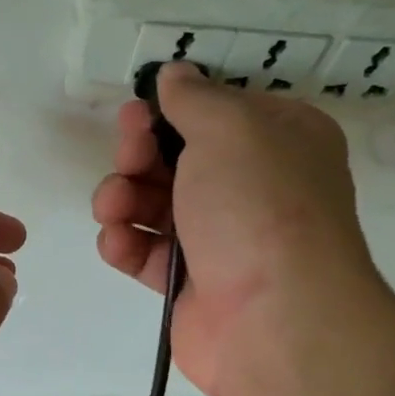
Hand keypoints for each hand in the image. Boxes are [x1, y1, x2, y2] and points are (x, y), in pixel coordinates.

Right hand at [91, 64, 382, 395]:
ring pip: (156, 205)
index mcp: (281, 142)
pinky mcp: (191, 284)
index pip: (219, 112)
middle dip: (140, 153)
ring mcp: (222, 239)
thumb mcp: (231, 129)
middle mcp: (254, 188)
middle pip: (178, 158)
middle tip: (129, 157)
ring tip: (113, 206)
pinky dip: (126, 243)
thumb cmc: (259, 207)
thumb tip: (175, 75)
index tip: (140, 112)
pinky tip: (117, 241)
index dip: (174, 110)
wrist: (275, 320)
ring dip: (123, 197)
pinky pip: (148, 252)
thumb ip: (194, 98)